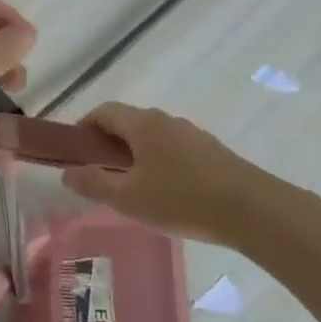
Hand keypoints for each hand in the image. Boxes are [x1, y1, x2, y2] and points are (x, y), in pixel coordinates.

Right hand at [60, 102, 275, 241]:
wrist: (252, 210)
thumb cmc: (182, 200)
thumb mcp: (128, 198)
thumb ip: (94, 183)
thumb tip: (68, 171)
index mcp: (142, 124)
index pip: (102, 111)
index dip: (83, 129)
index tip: (76, 155)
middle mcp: (165, 120)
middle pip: (127, 123)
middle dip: (108, 145)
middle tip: (101, 177)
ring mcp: (190, 133)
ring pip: (151, 137)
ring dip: (134, 155)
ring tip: (133, 189)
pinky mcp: (210, 150)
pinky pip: (172, 149)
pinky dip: (158, 162)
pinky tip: (165, 194)